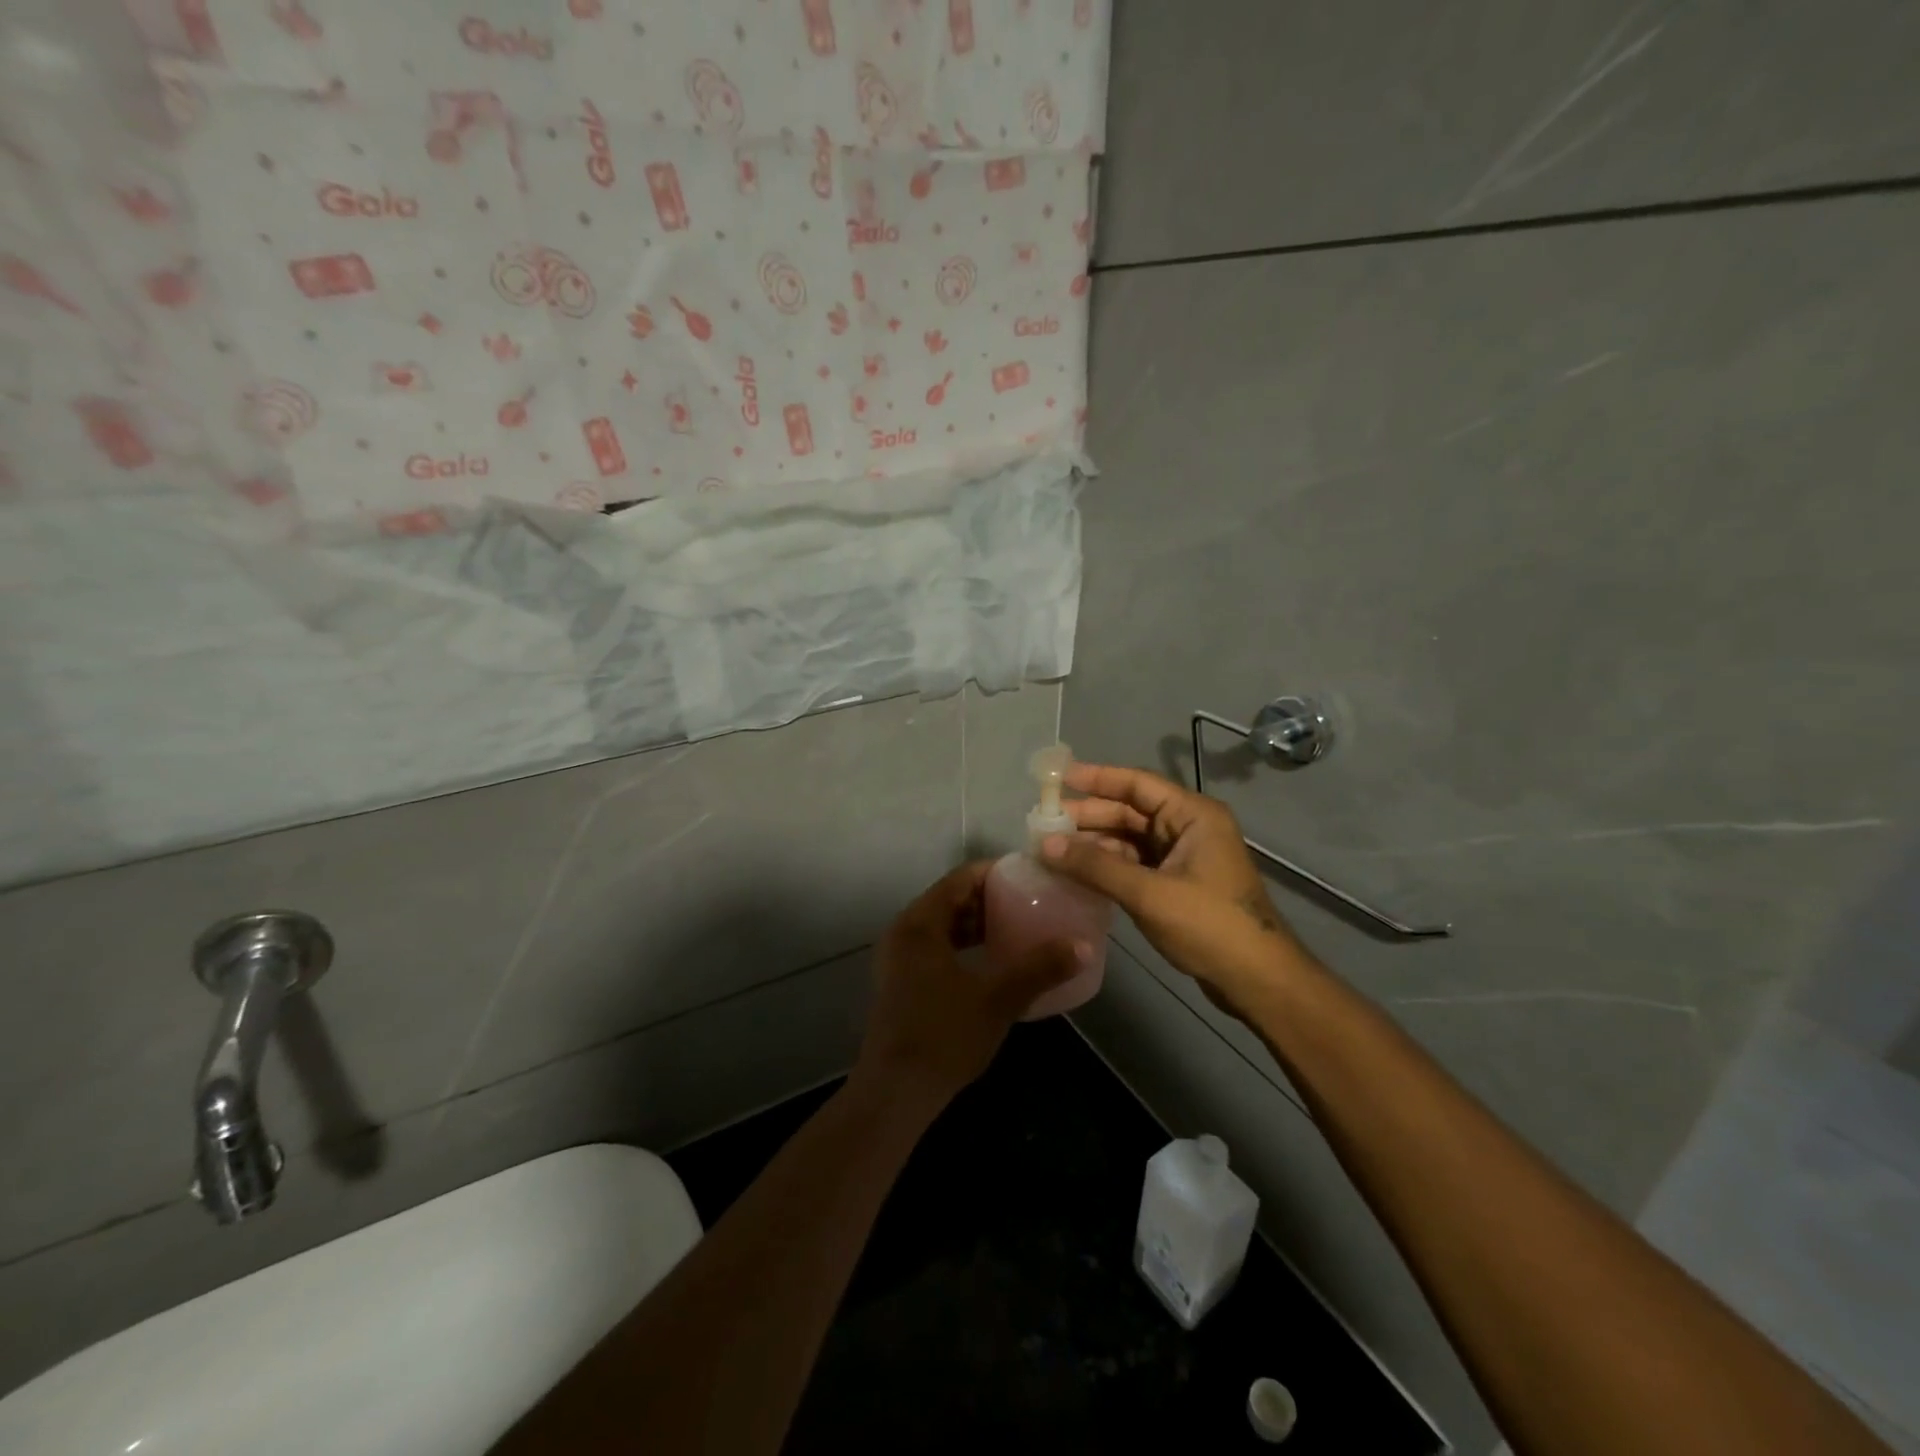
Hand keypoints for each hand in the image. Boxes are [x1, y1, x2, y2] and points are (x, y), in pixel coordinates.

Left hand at [852, 862, 1084, 1108]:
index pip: (960, 878)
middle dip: (989, 898)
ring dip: (976, 923)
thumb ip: (1039, 969)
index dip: (996, 873)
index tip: (1030, 877)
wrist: (896, 1091)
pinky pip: (936, 946)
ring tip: (1016, 928)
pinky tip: (990, 962)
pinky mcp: (900, 981)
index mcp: (920, 923)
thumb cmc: (944, 1035)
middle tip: (1029, 902)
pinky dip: (963, 945)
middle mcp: (904, 931)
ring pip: (942, 925)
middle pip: (950, 899)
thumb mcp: (998, 999)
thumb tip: (1083, 946)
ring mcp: (898, 958)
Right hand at [1039, 763, 1310, 995]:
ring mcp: (1185, 856)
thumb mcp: (1148, 893)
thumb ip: (1095, 866)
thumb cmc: (1208, 925)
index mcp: (1192, 815)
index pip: (1137, 783)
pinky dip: (1109, 865)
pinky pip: (1137, 863)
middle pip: (1131, 810)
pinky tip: (1079, 872)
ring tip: (1053, 848)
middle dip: (1089, 815)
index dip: (1096, 778)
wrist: (1258, 980)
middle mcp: (1188, 827)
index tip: (1057, 778)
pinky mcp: (1179, 883)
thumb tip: (1045, 844)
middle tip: (1044, 822)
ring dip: (1095, 842)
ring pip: (1131, 838)